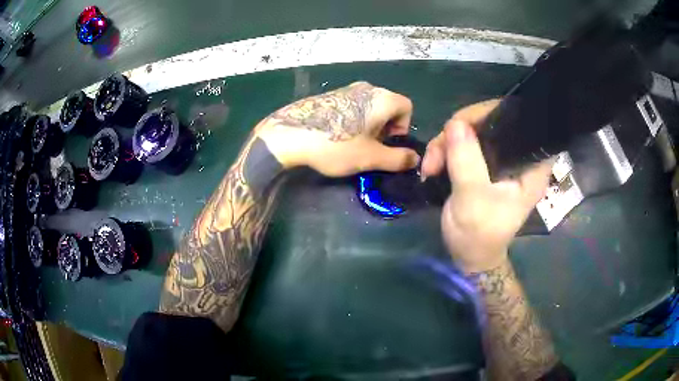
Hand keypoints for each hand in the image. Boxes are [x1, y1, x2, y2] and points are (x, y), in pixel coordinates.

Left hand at [255, 82, 419, 176]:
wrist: (289, 135)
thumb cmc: (335, 146)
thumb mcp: (371, 158)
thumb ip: (398, 159)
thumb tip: (415, 159)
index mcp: (381, 98)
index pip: (407, 107)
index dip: (403, 127)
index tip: (387, 143)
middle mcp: (366, 88)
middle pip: (388, 106)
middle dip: (386, 128)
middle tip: (370, 147)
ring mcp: (345, 89)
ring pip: (369, 107)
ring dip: (369, 126)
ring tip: (352, 143)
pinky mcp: (329, 95)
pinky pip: (352, 106)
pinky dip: (353, 120)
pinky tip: (335, 135)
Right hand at [421, 100, 552, 272]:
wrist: (468, 255)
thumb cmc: (479, 235)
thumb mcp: (473, 200)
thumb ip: (467, 161)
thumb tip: (455, 123)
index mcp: (529, 165)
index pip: (519, 122)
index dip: (493, 113)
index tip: (466, 125)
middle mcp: (516, 156)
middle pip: (490, 121)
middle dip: (460, 131)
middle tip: (438, 153)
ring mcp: (498, 158)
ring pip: (471, 130)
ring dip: (445, 143)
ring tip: (430, 167)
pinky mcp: (482, 162)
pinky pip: (461, 142)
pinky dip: (444, 149)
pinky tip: (432, 166)